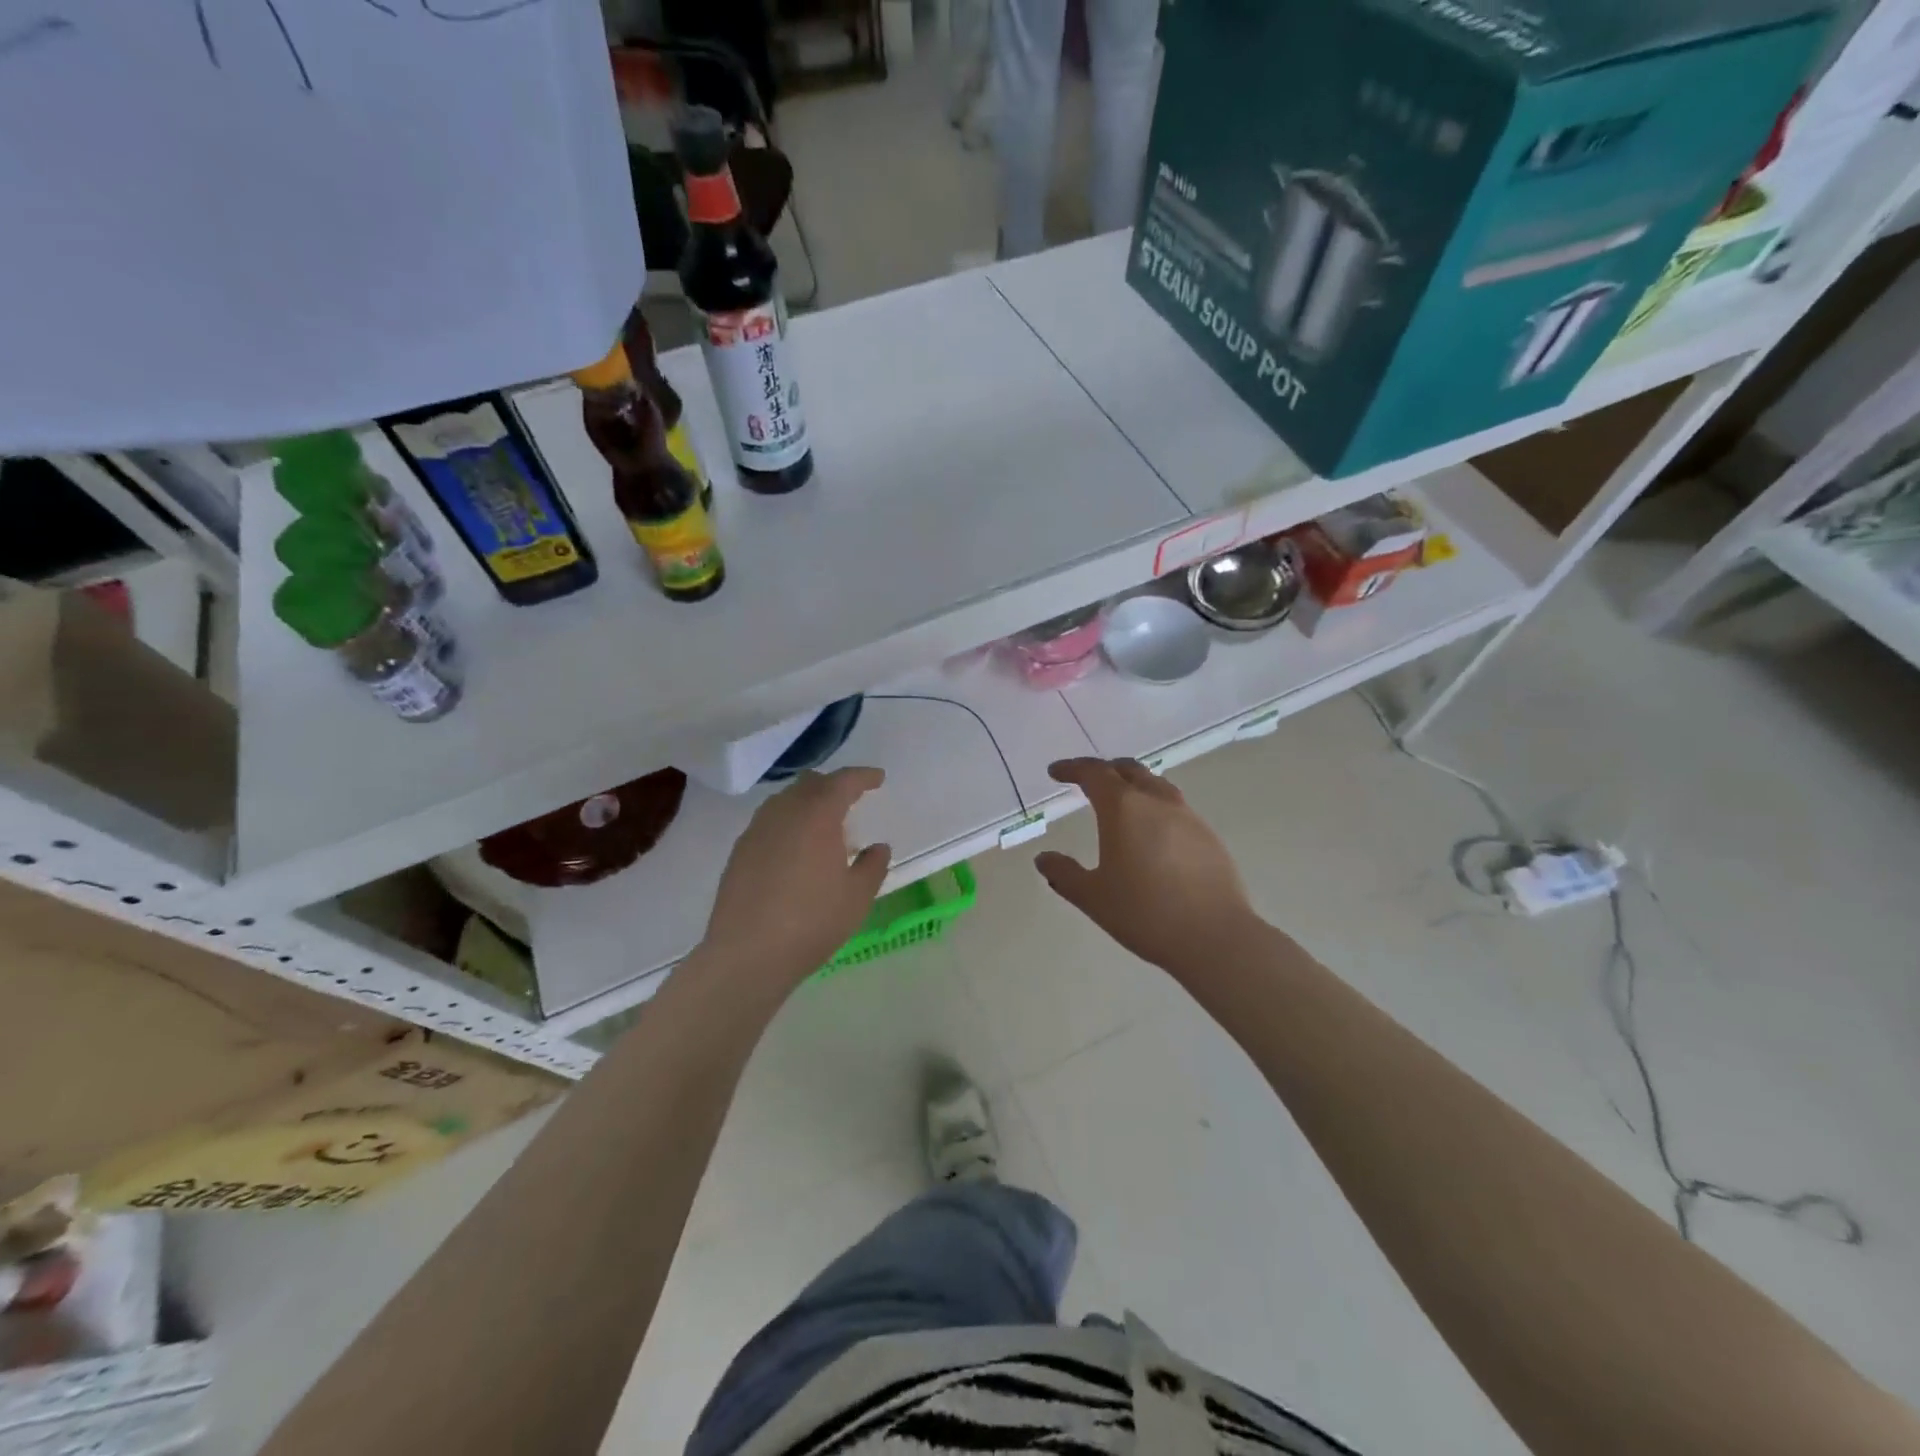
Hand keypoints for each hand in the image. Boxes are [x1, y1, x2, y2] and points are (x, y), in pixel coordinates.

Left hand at [701, 767, 891, 984]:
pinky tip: (796, 850)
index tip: (878, 779)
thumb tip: (878, 847)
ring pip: (785, 801)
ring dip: (807, 803)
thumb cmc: (812, 922)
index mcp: (817, 815)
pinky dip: (788, 823)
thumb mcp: (857, 897)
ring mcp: (756, 830)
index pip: (843, 782)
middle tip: (852, 799)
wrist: (747, 954)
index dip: (863, 777)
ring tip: (823, 827)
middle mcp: (784, 813)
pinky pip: (769, 822)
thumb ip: (872, 866)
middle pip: (810, 784)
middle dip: (833, 785)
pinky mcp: (739, 851)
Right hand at [1035, 758, 1258, 974]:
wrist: (1214, 936)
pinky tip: (1152, 833)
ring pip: (1156, 785)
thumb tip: (1044, 859)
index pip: (1094, 773)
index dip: (1072, 769)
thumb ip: (1064, 874)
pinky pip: (1175, 808)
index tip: (1055, 772)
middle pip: (1128, 770)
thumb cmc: (1144, 913)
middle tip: (1087, 781)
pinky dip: (1155, 808)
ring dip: (1133, 785)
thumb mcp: (1093, 897)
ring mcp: (1188, 816)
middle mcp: (1156, 801)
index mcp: (1123, 808)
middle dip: (1104, 770)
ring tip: (1121, 803)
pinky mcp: (1208, 836)